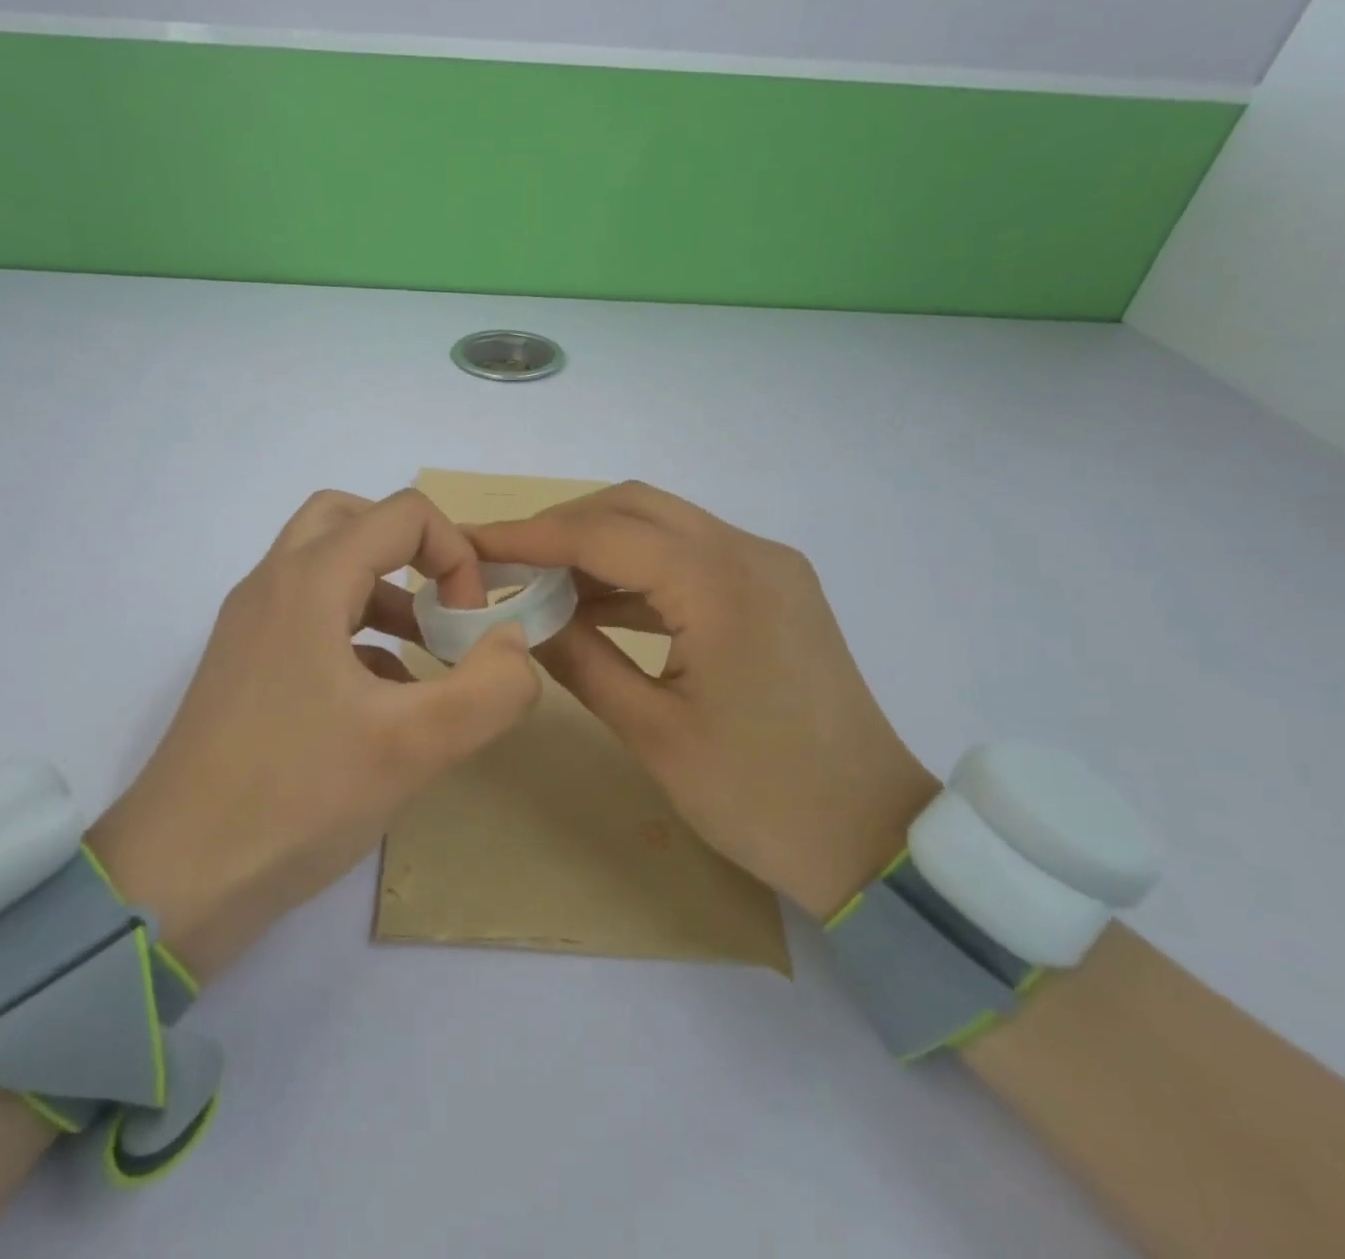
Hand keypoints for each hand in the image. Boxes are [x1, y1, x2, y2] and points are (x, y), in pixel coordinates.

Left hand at [89, 490, 540, 979]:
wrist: (177, 878)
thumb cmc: (296, 798)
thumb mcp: (414, 747)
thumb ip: (490, 689)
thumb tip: (514, 645)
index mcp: (308, 582)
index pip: (401, 513)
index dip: (455, 554)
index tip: (469, 624)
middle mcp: (271, 586)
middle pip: (349, 519)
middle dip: (410, 551)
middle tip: (442, 605)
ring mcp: (250, 627)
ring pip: (326, 569)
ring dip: (384, 593)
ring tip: (427, 655)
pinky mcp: (244, 668)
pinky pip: (308, 619)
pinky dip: (356, 634)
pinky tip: (384, 699)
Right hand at [470, 482, 937, 918]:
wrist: (873, 837)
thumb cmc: (759, 796)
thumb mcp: (653, 732)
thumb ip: (580, 659)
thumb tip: (523, 618)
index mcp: (720, 585)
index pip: (603, 533)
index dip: (529, 536)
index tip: (471, 542)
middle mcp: (749, 553)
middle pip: (634, 507)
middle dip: (561, 526)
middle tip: (504, 562)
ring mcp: (768, 567)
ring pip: (662, 526)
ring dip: (597, 545)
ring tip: (537, 582)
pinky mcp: (773, 589)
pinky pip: (689, 557)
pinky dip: (635, 570)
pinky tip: (594, 603)